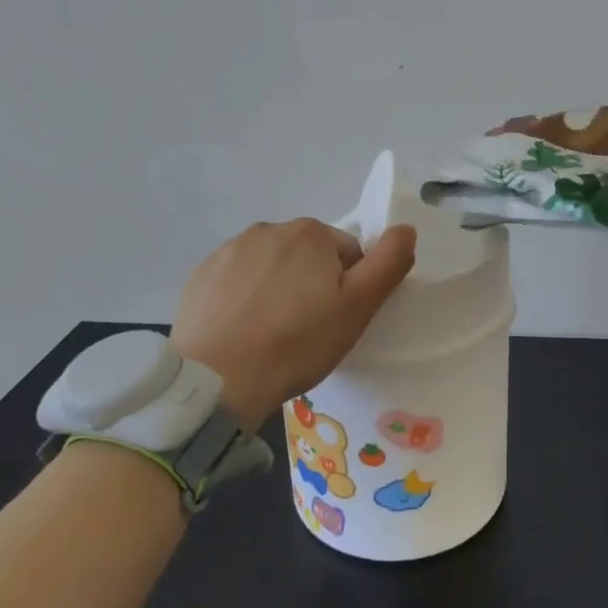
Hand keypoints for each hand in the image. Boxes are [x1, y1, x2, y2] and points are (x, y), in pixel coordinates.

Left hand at [171, 219, 416, 425]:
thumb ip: (388, 263)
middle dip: (313, 283)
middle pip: (308, 255)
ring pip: (271, 265)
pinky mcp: (202, 274)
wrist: (217, 379)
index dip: (349, 287)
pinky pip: (237, 279)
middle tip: (307, 329)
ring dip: (278, 287)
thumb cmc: (297, 343)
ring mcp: (230, 250)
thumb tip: (406, 228)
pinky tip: (242, 329)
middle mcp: (269, 228)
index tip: (336, 320)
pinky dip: (244, 297)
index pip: (348, 253)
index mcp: (311, 233)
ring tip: (273, 332)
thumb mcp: (358, 308)